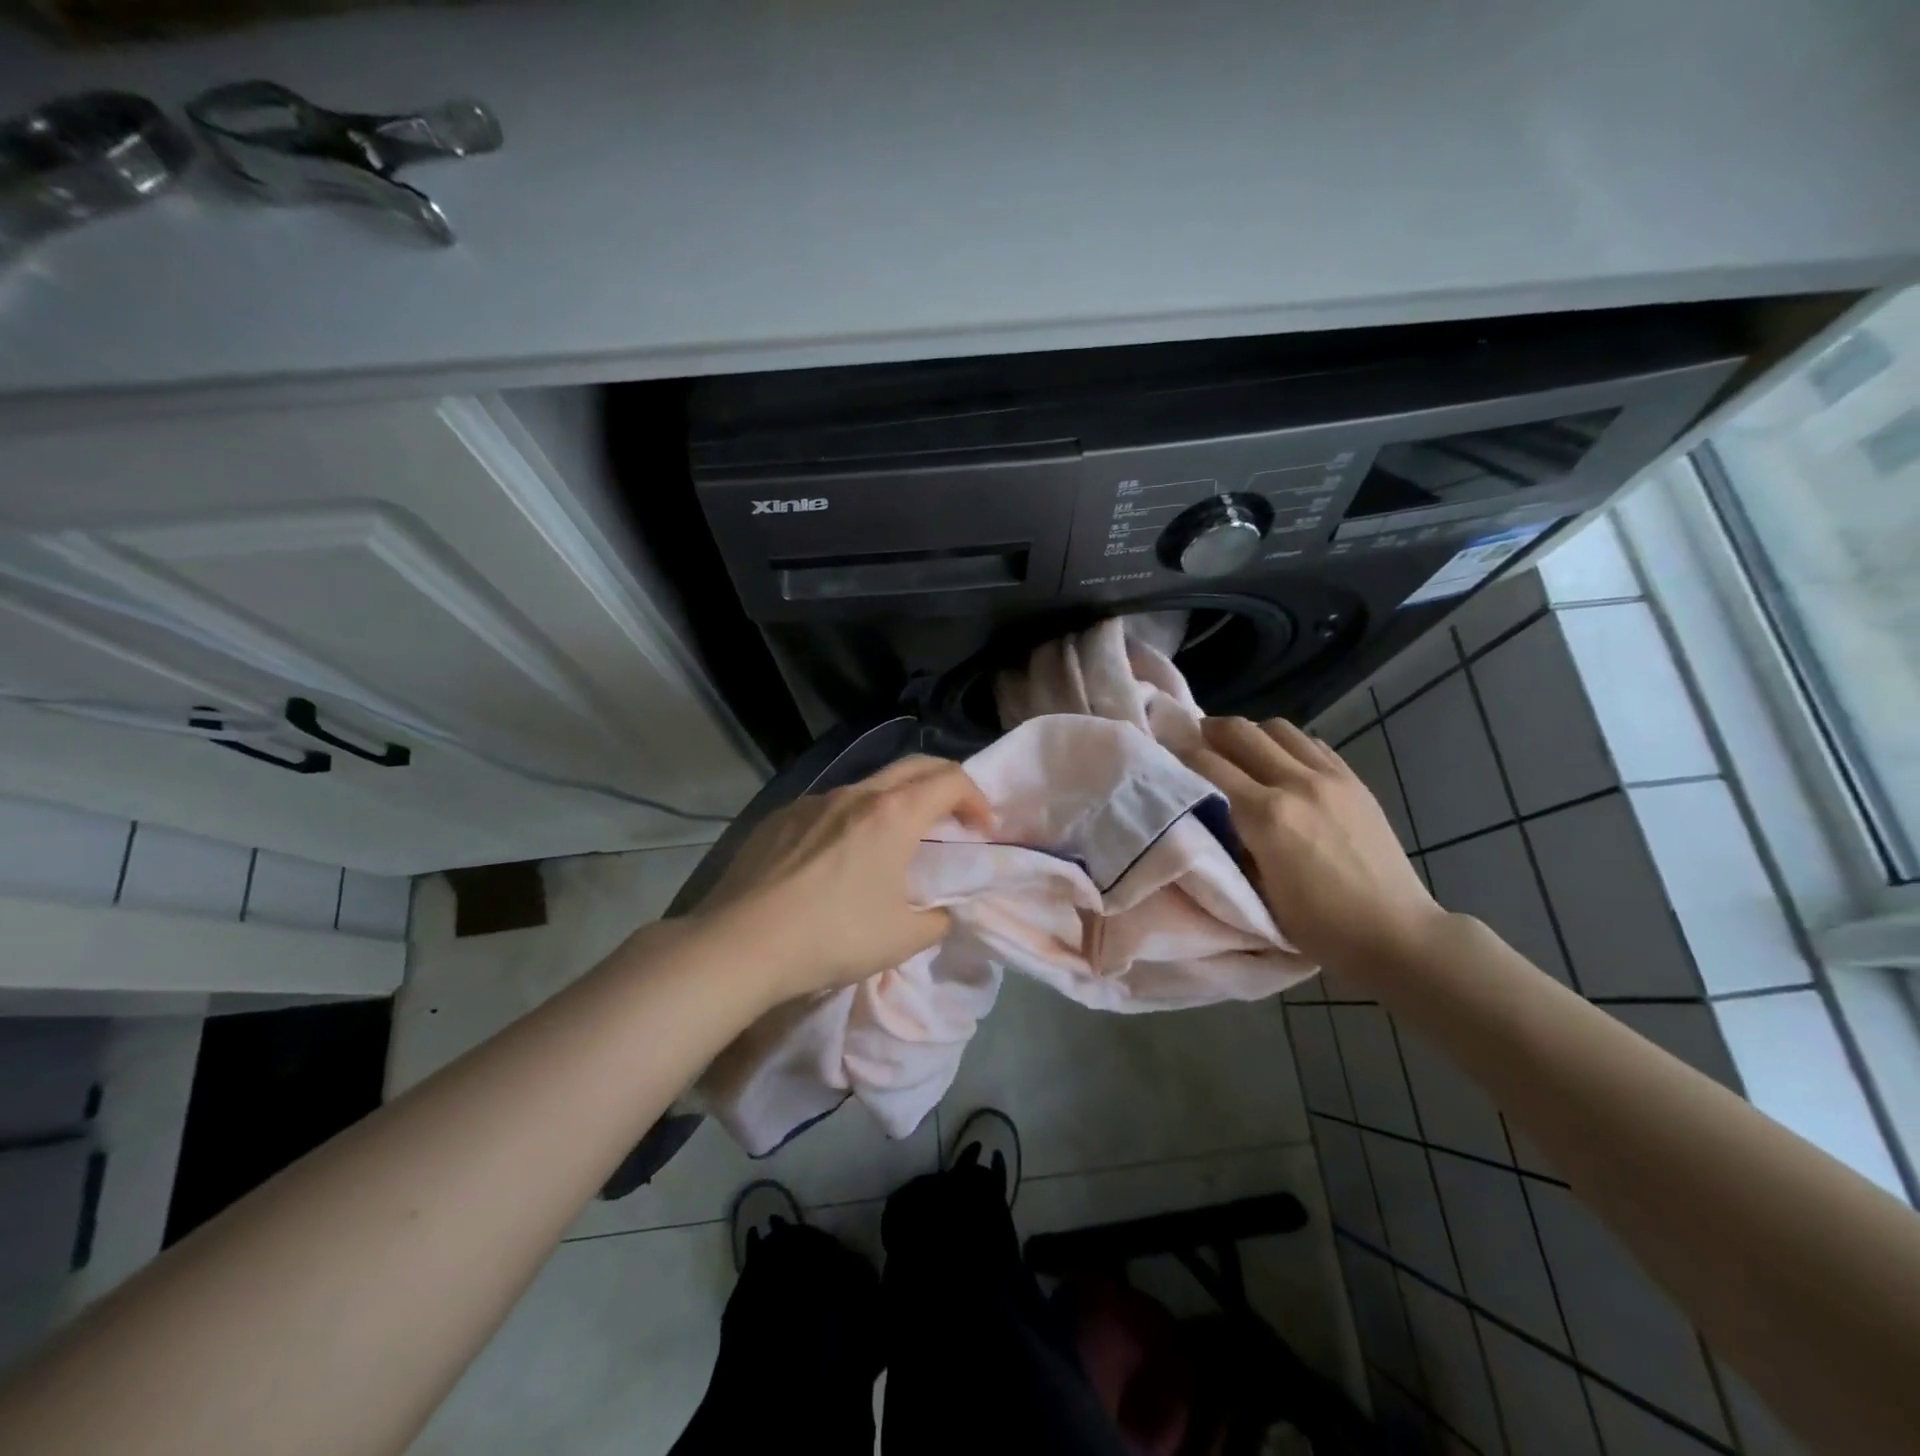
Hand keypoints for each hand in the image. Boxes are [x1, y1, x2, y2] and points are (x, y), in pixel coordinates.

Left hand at [695, 755, 994, 1001]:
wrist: (740, 944)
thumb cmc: (832, 937)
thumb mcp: (902, 939)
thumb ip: (936, 919)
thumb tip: (940, 912)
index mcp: (893, 814)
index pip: (951, 780)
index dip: (977, 799)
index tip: (983, 829)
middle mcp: (855, 794)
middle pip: (914, 766)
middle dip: (944, 783)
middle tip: (955, 816)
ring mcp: (813, 801)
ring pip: (869, 786)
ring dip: (896, 803)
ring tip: (893, 842)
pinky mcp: (780, 816)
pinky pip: (829, 807)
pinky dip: (851, 820)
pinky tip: (836, 859)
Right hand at [1181, 716, 1445, 971]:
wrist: (1395, 934)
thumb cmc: (1318, 926)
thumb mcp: (1257, 890)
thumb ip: (1229, 841)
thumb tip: (1207, 811)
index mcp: (1266, 817)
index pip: (1208, 765)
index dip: (1178, 752)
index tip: (1162, 749)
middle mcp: (1296, 784)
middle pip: (1240, 731)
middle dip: (1208, 730)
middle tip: (1193, 740)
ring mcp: (1330, 778)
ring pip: (1277, 728)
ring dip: (1249, 733)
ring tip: (1237, 751)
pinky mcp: (1353, 781)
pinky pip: (1311, 743)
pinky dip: (1285, 744)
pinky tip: (1279, 764)